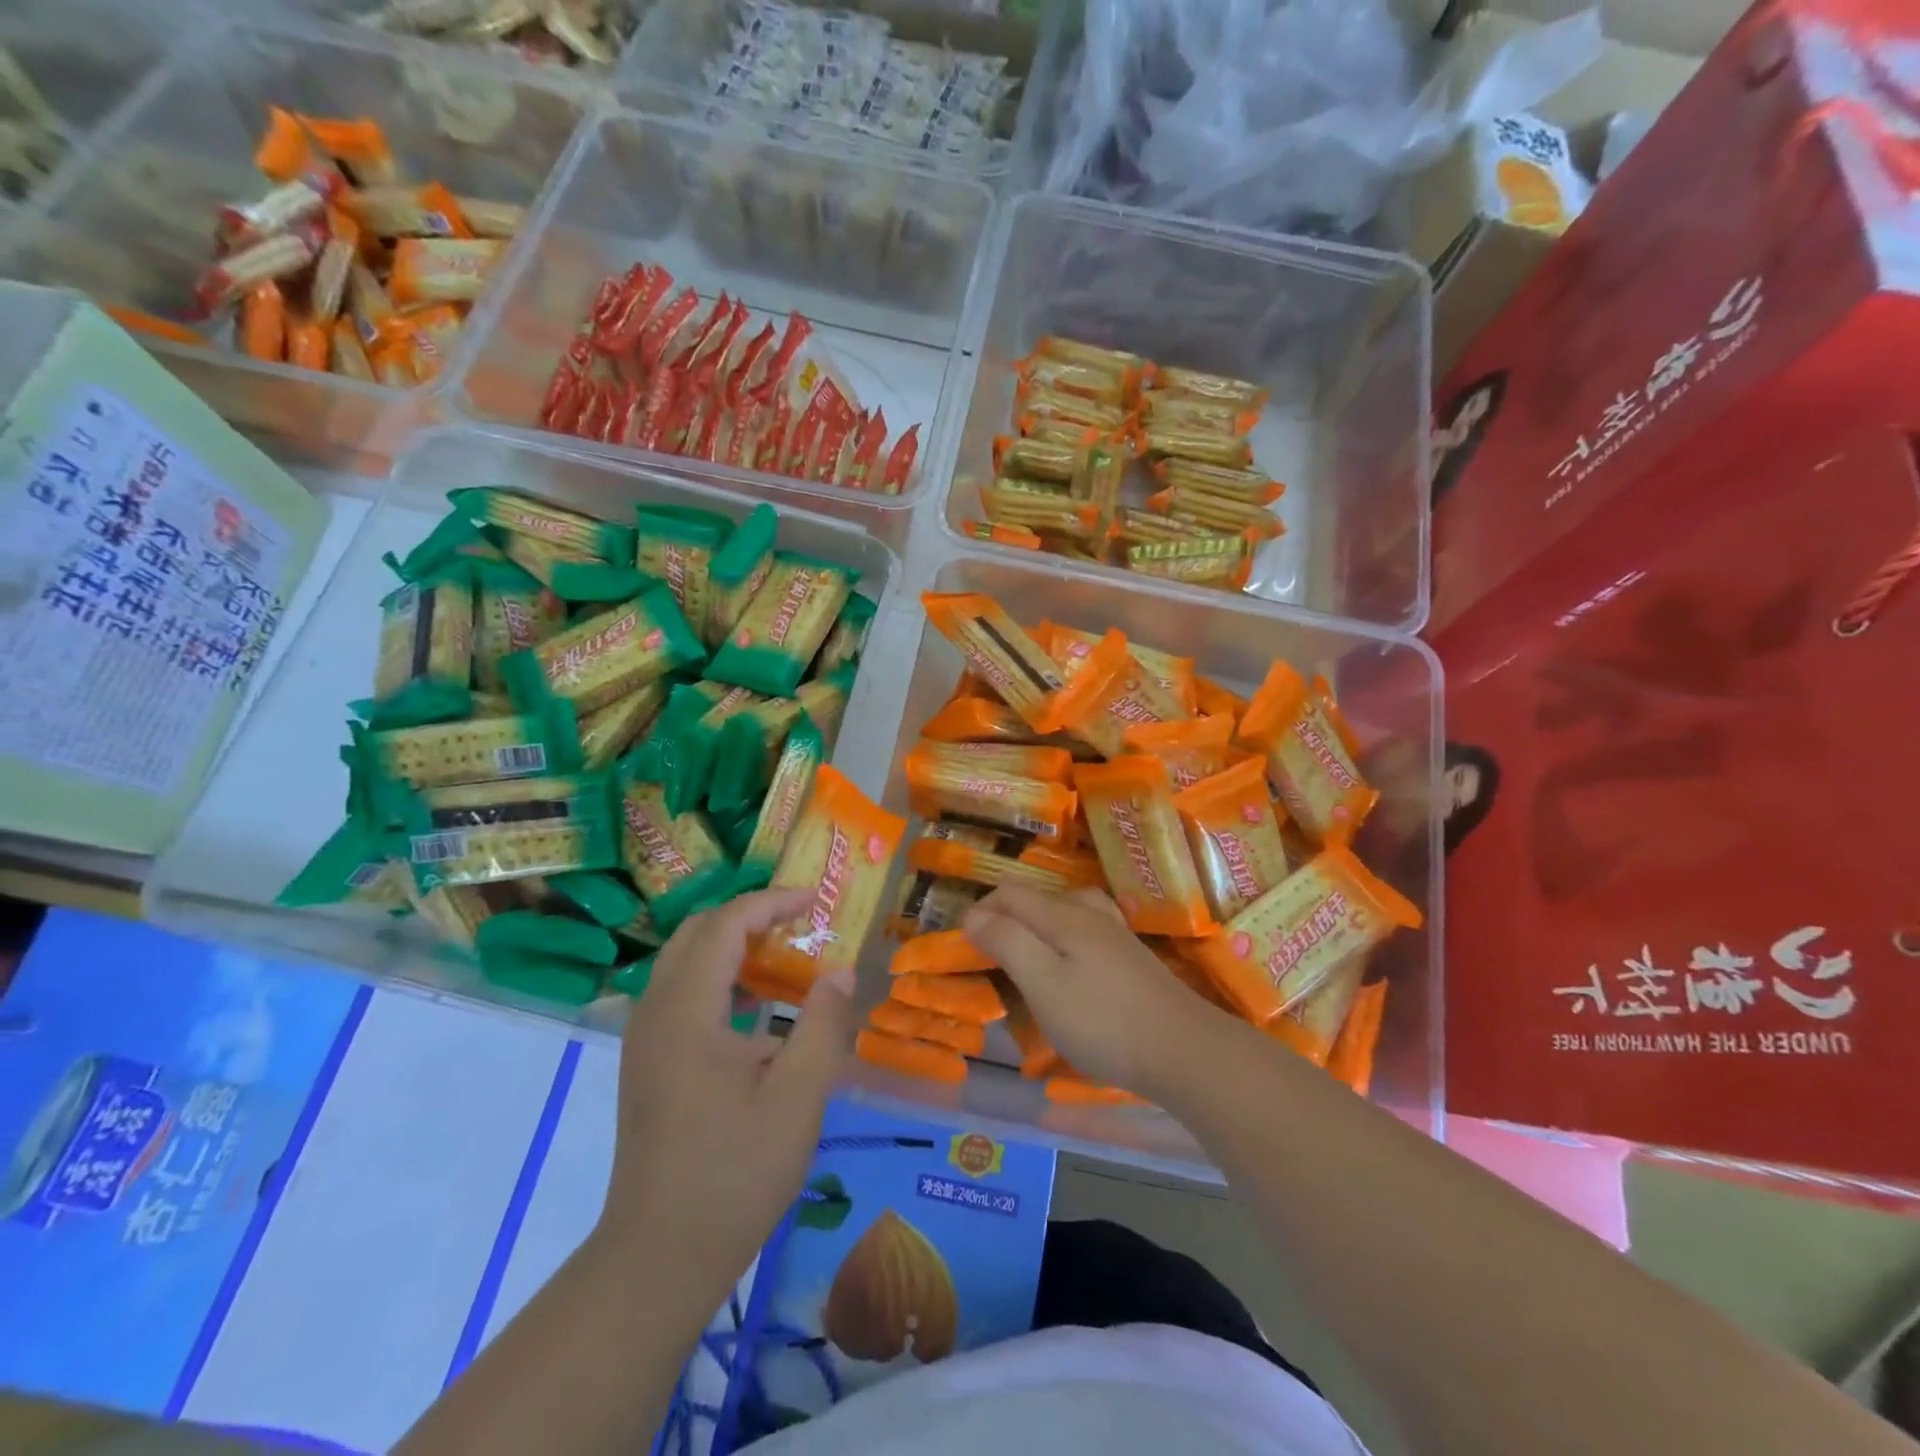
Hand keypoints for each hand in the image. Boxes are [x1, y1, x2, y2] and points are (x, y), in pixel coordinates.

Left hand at [600, 888, 854, 1297]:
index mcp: (686, 1011)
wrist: (658, 1258)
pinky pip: (682, 991)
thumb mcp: (798, 1099)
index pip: (725, 924)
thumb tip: (840, 970)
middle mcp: (655, 1012)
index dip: (771, 902)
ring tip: (785, 956)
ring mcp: (644, 1038)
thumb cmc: (734, 1173)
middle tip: (800, 924)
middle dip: (750, 916)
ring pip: (685, 960)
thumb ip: (823, 1025)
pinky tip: (756, 1006)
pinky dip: (720, 976)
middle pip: (697, 932)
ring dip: (733, 944)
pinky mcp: (647, 1061)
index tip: (816, 902)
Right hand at [961, 886, 1220, 1096]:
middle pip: (1038, 898)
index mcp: (1063, 916)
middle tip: (987, 952)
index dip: (981, 909)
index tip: (961, 942)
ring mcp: (1116, 935)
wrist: (1182, 1049)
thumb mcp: (1043, 983)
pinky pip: (1087, 930)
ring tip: (1025, 950)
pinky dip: (1065, 937)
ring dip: (1036, 923)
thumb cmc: (1102, 1020)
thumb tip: (973, 914)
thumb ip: (1007, 942)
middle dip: (1006, 915)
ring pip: (1066, 910)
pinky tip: (1071, 963)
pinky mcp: (1132, 959)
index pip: (1011, 894)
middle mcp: (1090, 914)